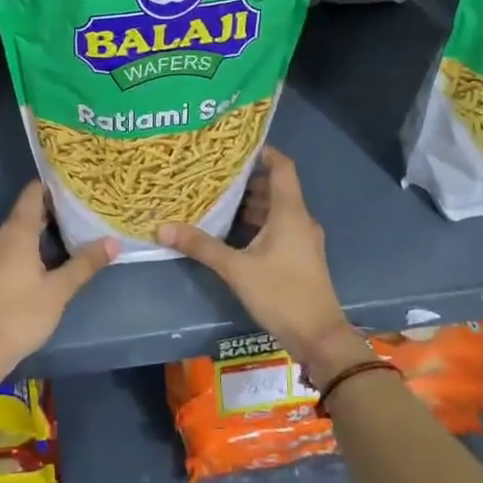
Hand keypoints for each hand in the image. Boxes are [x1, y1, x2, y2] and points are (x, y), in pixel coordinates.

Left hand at [0, 182, 116, 369]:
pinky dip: (26, 249)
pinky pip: (7, 250)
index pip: (32, 193)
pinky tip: (43, 263)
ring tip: (68, 236)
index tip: (75, 185)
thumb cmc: (21, 314)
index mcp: (16, 232)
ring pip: (16, 234)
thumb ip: (85, 263)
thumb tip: (113, 242)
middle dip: (51, 211)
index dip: (52, 186)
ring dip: (39, 232)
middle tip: (81, 212)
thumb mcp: (59, 290)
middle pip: (25, 213)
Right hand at [158, 147, 367, 379]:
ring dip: (250, 203)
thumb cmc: (281, 294)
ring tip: (217, 197)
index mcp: (290, 212)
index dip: (263, 151)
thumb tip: (163, 227)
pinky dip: (257, 222)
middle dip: (246, 178)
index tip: (235, 145)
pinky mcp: (299, 257)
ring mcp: (302, 239)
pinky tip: (232, 229)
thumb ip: (201, 246)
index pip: (282, 167)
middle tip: (214, 172)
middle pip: (275, 187)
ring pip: (276, 209)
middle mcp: (300, 219)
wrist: (319, 337)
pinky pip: (278, 227)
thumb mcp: (236, 269)